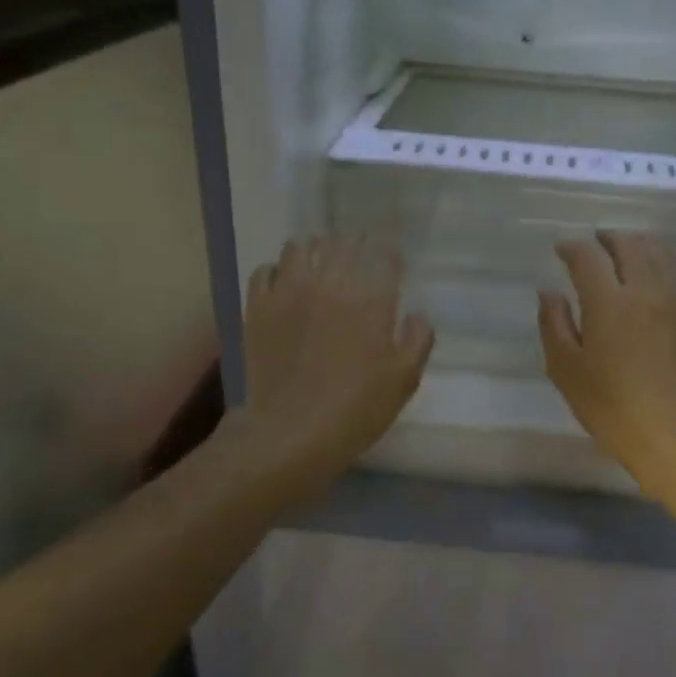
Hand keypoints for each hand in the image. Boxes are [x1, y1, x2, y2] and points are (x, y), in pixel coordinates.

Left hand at [233, 235, 433, 495]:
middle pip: (343, 243)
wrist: (291, 433)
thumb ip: (417, 340)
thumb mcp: (403, 381)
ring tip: (320, 264)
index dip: (390, 254)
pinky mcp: (258, 307)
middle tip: (359, 258)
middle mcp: (329, 283)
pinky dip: (278, 271)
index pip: (383, 255)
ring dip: (315, 250)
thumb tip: (417, 314)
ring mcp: (288, 292)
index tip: (392, 262)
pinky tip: (285, 286)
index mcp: (370, 299)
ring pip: (300, 247)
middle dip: (356, 245)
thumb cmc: (356, 410)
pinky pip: (265, 270)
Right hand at [539, 232, 675, 497]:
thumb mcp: (566, 370)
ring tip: (625, 250)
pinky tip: (653, 279)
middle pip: (630, 245)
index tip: (561, 249)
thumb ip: (554, 324)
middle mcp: (647, 291)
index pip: (588, 257)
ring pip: (661, 254)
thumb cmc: (611, 407)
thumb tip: (549, 292)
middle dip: (609, 238)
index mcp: (609, 302)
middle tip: (595, 242)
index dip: (572, 248)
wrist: (674, 435)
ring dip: (638, 244)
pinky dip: (661, 265)